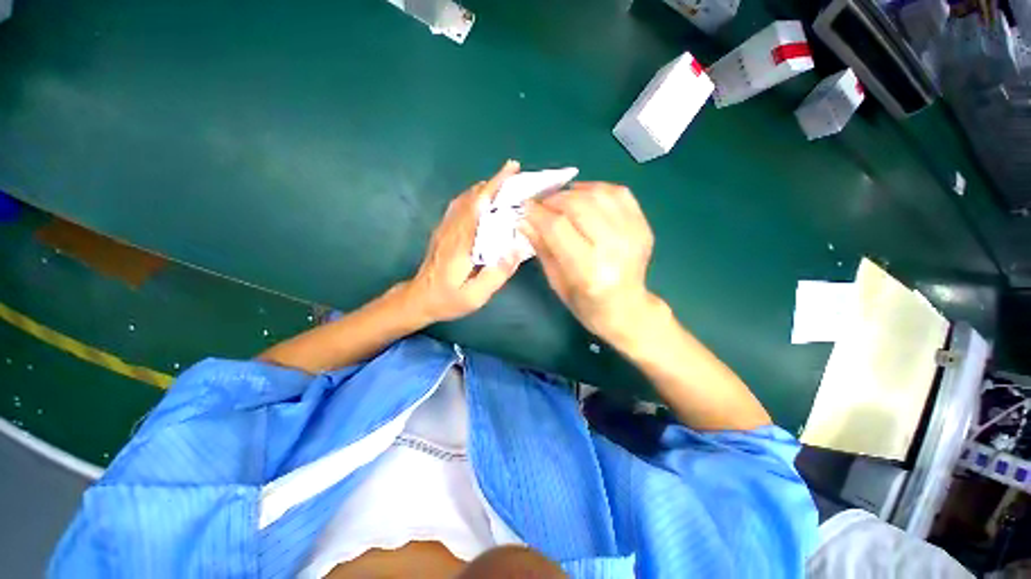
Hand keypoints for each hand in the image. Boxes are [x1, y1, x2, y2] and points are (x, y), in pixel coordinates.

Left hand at [404, 160, 525, 324]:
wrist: (418, 299)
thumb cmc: (448, 299)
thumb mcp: (475, 296)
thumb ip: (496, 274)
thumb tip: (516, 250)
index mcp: (462, 242)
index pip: (480, 204)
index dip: (496, 185)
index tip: (512, 170)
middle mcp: (453, 228)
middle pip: (473, 196)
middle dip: (494, 182)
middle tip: (515, 175)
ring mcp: (445, 228)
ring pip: (465, 198)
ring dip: (485, 188)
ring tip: (504, 185)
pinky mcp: (443, 231)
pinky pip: (459, 206)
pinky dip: (474, 197)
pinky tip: (483, 201)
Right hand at [519, 182, 657, 344]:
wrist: (628, 309)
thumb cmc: (586, 304)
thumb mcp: (556, 281)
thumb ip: (541, 247)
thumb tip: (524, 218)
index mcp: (588, 270)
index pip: (557, 227)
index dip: (537, 212)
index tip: (525, 206)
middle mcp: (614, 249)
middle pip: (578, 205)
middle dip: (553, 199)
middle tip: (541, 204)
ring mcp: (633, 234)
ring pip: (597, 194)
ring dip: (573, 192)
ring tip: (561, 201)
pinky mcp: (644, 226)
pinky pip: (618, 193)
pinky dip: (596, 189)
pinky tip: (585, 198)